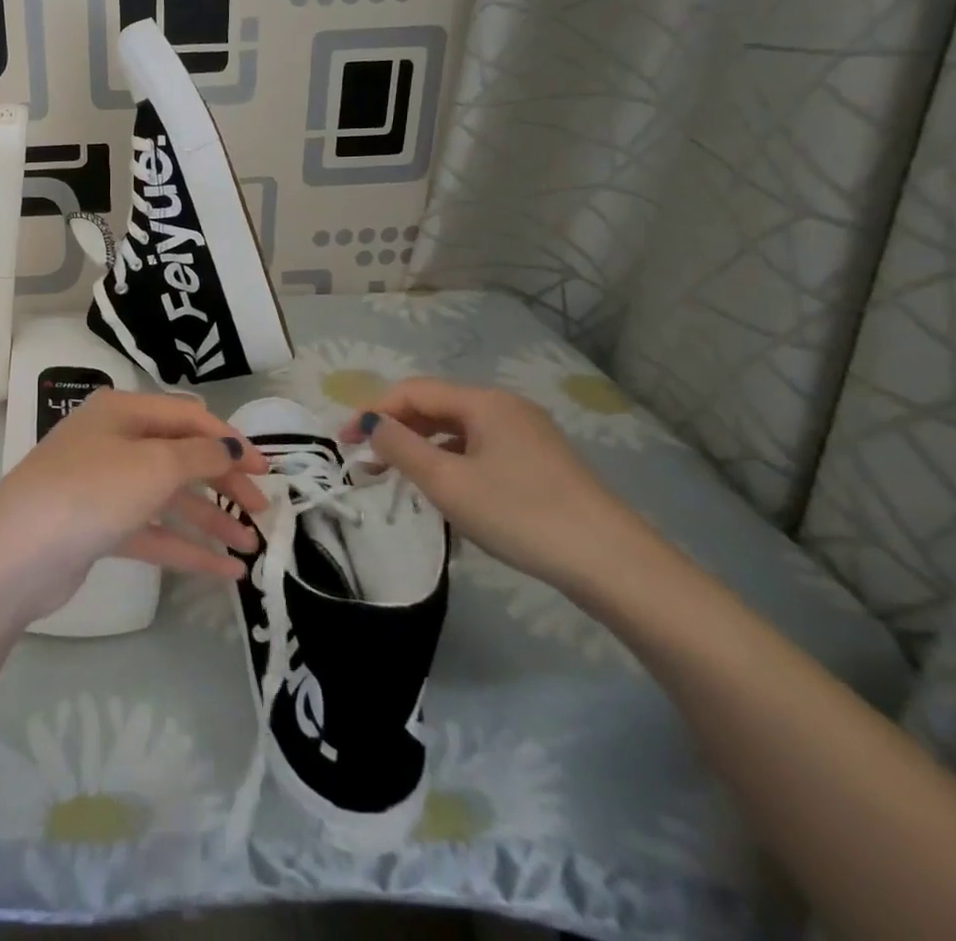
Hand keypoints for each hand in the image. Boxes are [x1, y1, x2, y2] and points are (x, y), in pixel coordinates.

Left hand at [0, 389, 269, 626]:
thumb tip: (231, 445)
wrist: (17, 552)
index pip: (188, 416)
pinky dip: (185, 547)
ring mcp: (103, 485)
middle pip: (179, 456)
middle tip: (262, 511)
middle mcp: (112, 440)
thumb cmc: (91, 491)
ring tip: (252, 547)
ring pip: (167, 497)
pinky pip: (151, 531)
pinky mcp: (97, 527)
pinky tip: (224, 572)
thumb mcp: (154, 465)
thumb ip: (199, 454)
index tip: (267, 471)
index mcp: (122, 411)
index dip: (230, 440)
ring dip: (209, 519)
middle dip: (222, 481)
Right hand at [338, 378, 650, 592]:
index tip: (343, 442)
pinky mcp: (541, 462)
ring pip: (457, 429)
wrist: (612, 564)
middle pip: (435, 406)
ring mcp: (528, 434)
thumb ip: (400, 447)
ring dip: (421, 446)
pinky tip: (445, 489)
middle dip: (395, 428)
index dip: (373, 411)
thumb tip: (370, 422)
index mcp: (483, 402)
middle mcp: (505, 407)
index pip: (412, 391)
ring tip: (397, 476)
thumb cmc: (520, 514)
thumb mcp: (447, 482)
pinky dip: (450, 461)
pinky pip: (480, 448)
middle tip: (365, 460)